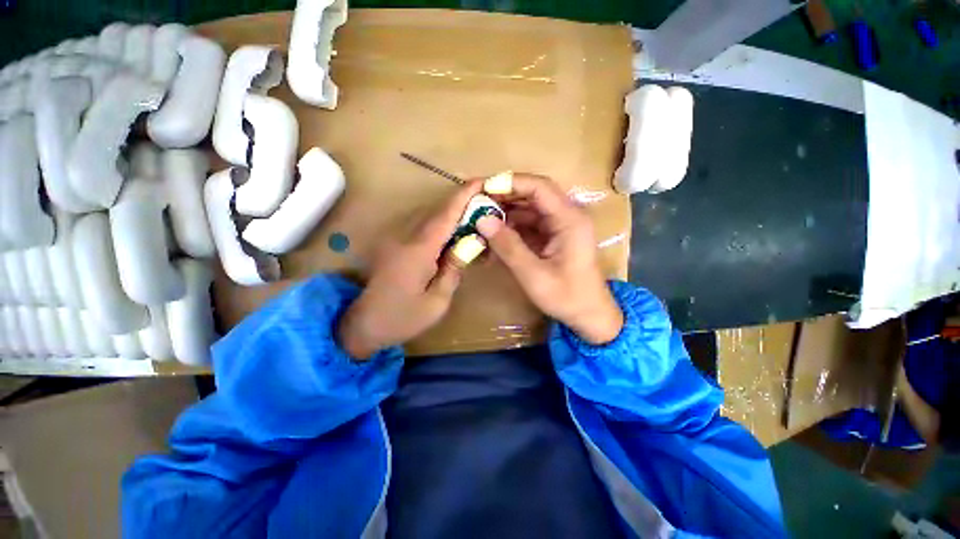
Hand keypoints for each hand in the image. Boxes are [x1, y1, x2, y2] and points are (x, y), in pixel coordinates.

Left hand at [339, 181, 483, 358]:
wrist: (364, 325)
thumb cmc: (403, 318)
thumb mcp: (437, 301)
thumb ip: (454, 269)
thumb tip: (470, 243)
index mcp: (418, 251)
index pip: (445, 216)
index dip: (464, 196)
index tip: (481, 181)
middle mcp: (406, 238)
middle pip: (439, 213)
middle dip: (463, 204)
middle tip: (487, 204)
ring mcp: (398, 240)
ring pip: (431, 219)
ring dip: (454, 215)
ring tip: (476, 219)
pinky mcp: (396, 245)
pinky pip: (424, 229)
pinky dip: (442, 227)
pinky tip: (455, 236)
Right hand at [476, 174, 622, 344]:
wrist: (589, 315)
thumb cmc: (567, 297)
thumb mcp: (533, 275)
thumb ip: (508, 246)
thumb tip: (482, 220)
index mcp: (569, 219)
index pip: (539, 187)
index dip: (510, 183)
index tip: (483, 188)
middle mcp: (566, 215)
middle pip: (532, 195)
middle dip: (504, 197)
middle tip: (476, 203)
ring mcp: (559, 225)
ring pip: (528, 209)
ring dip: (505, 213)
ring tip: (480, 218)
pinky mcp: (553, 236)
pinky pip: (529, 224)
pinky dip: (511, 228)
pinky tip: (493, 234)